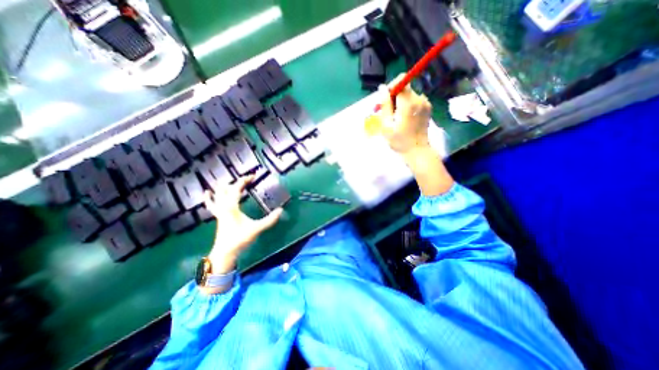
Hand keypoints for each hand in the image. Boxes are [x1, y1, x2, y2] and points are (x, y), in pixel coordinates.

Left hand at [203, 176, 279, 273]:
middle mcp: (223, 206)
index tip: (253, 175)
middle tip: (246, 180)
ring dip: (223, 187)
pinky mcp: (218, 216)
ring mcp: (219, 211)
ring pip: (217, 195)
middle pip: (225, 188)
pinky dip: (208, 197)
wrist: (225, 252)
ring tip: (228, 180)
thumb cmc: (240, 239)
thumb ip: (269, 220)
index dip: (244, 180)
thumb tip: (281, 210)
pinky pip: (211, 204)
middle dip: (235, 182)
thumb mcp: (257, 228)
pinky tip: (206, 192)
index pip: (236, 188)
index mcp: (231, 207)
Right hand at [378, 74, 436, 154]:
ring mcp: (425, 103)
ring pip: (409, 94)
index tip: (386, 99)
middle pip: (404, 88)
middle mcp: (419, 99)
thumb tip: (382, 88)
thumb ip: (384, 105)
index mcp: (408, 103)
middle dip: (394, 97)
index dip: (392, 86)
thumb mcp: (386, 125)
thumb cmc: (399, 141)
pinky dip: (407, 106)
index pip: (401, 80)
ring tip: (396, 118)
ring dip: (400, 102)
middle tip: (388, 112)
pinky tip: (405, 118)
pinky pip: (415, 100)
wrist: (417, 151)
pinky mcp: (428, 108)